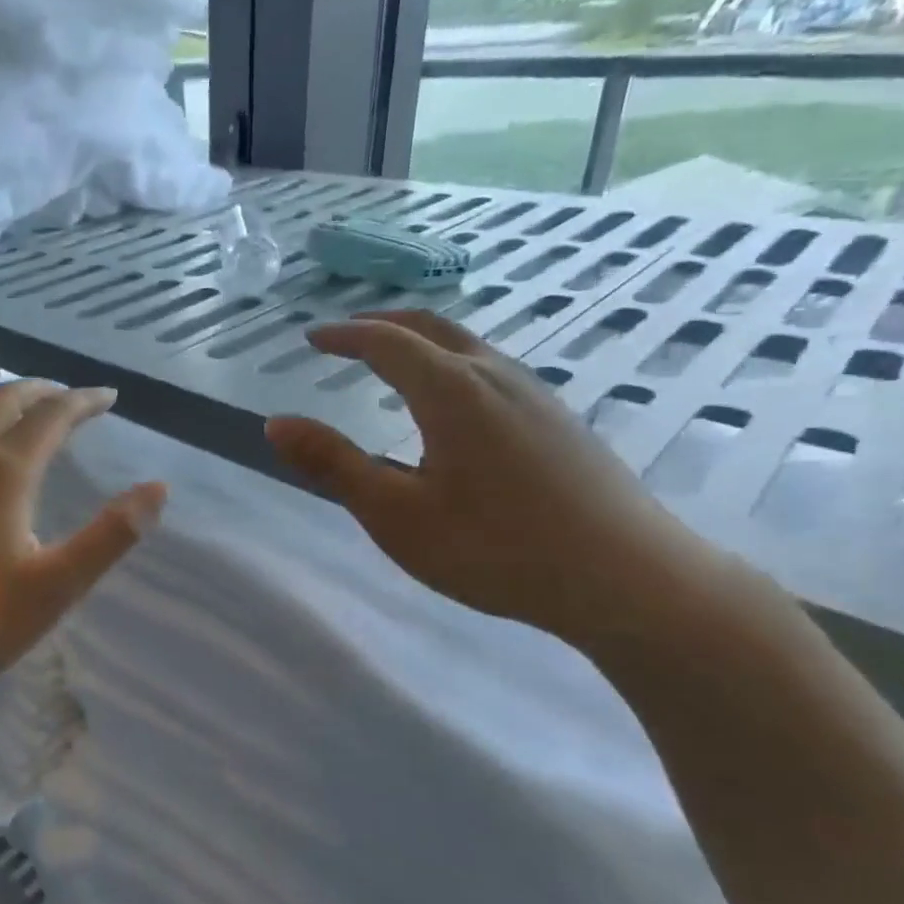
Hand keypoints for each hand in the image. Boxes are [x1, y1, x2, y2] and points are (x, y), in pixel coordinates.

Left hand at [0, 381, 165, 700]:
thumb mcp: (56, 586)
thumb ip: (111, 535)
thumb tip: (157, 489)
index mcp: (1, 470)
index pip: (51, 416)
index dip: (83, 401)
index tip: (108, 397)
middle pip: (2, 401)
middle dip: (40, 392)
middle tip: (66, 397)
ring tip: (18, 413)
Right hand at [264, 311, 733, 645]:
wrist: (626, 579)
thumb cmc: (495, 548)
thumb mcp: (396, 515)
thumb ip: (333, 465)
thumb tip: (276, 423)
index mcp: (451, 391)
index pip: (386, 342)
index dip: (344, 335)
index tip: (311, 338)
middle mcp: (495, 376)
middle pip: (432, 327)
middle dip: (382, 324)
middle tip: (347, 335)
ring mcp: (536, 395)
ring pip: (468, 346)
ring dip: (421, 342)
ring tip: (392, 363)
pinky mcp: (560, 420)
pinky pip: (492, 370)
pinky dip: (452, 364)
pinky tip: (453, 405)